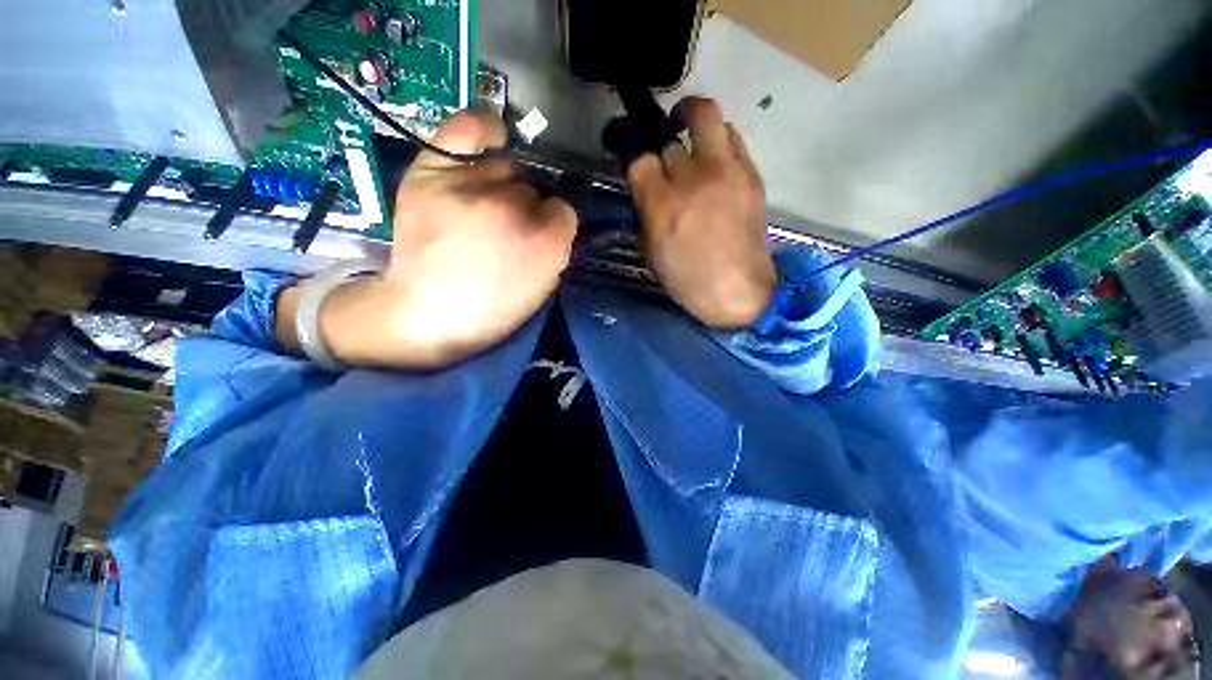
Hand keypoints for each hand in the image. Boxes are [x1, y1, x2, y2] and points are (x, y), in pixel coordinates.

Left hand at [278, 110, 576, 367]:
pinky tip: (493, 137)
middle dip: (527, 209)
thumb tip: (553, 216)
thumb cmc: (490, 311)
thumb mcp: (540, 288)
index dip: (552, 225)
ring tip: (484, 205)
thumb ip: (556, 248)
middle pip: (534, 189)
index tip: (539, 238)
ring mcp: (470, 187)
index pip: (565, 211)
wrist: (424, 315)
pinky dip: (484, 129)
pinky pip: (467, 129)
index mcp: (545, 244)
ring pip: (506, 168)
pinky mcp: (431, 173)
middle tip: (506, 230)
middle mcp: (513, 209)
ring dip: (503, 185)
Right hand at [627, 97, 773, 329]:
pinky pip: (732, 137)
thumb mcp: (650, 251)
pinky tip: (713, 160)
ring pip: (706, 115)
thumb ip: (645, 212)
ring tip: (687, 134)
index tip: (631, 153)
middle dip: (660, 142)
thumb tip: (646, 187)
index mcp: (661, 204)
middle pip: (669, 136)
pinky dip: (717, 141)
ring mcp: (726, 171)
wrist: (738, 289)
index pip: (639, 156)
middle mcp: (692, 179)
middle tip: (661, 152)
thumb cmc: (686, 279)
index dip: (631, 150)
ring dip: (691, 119)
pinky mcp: (751, 174)